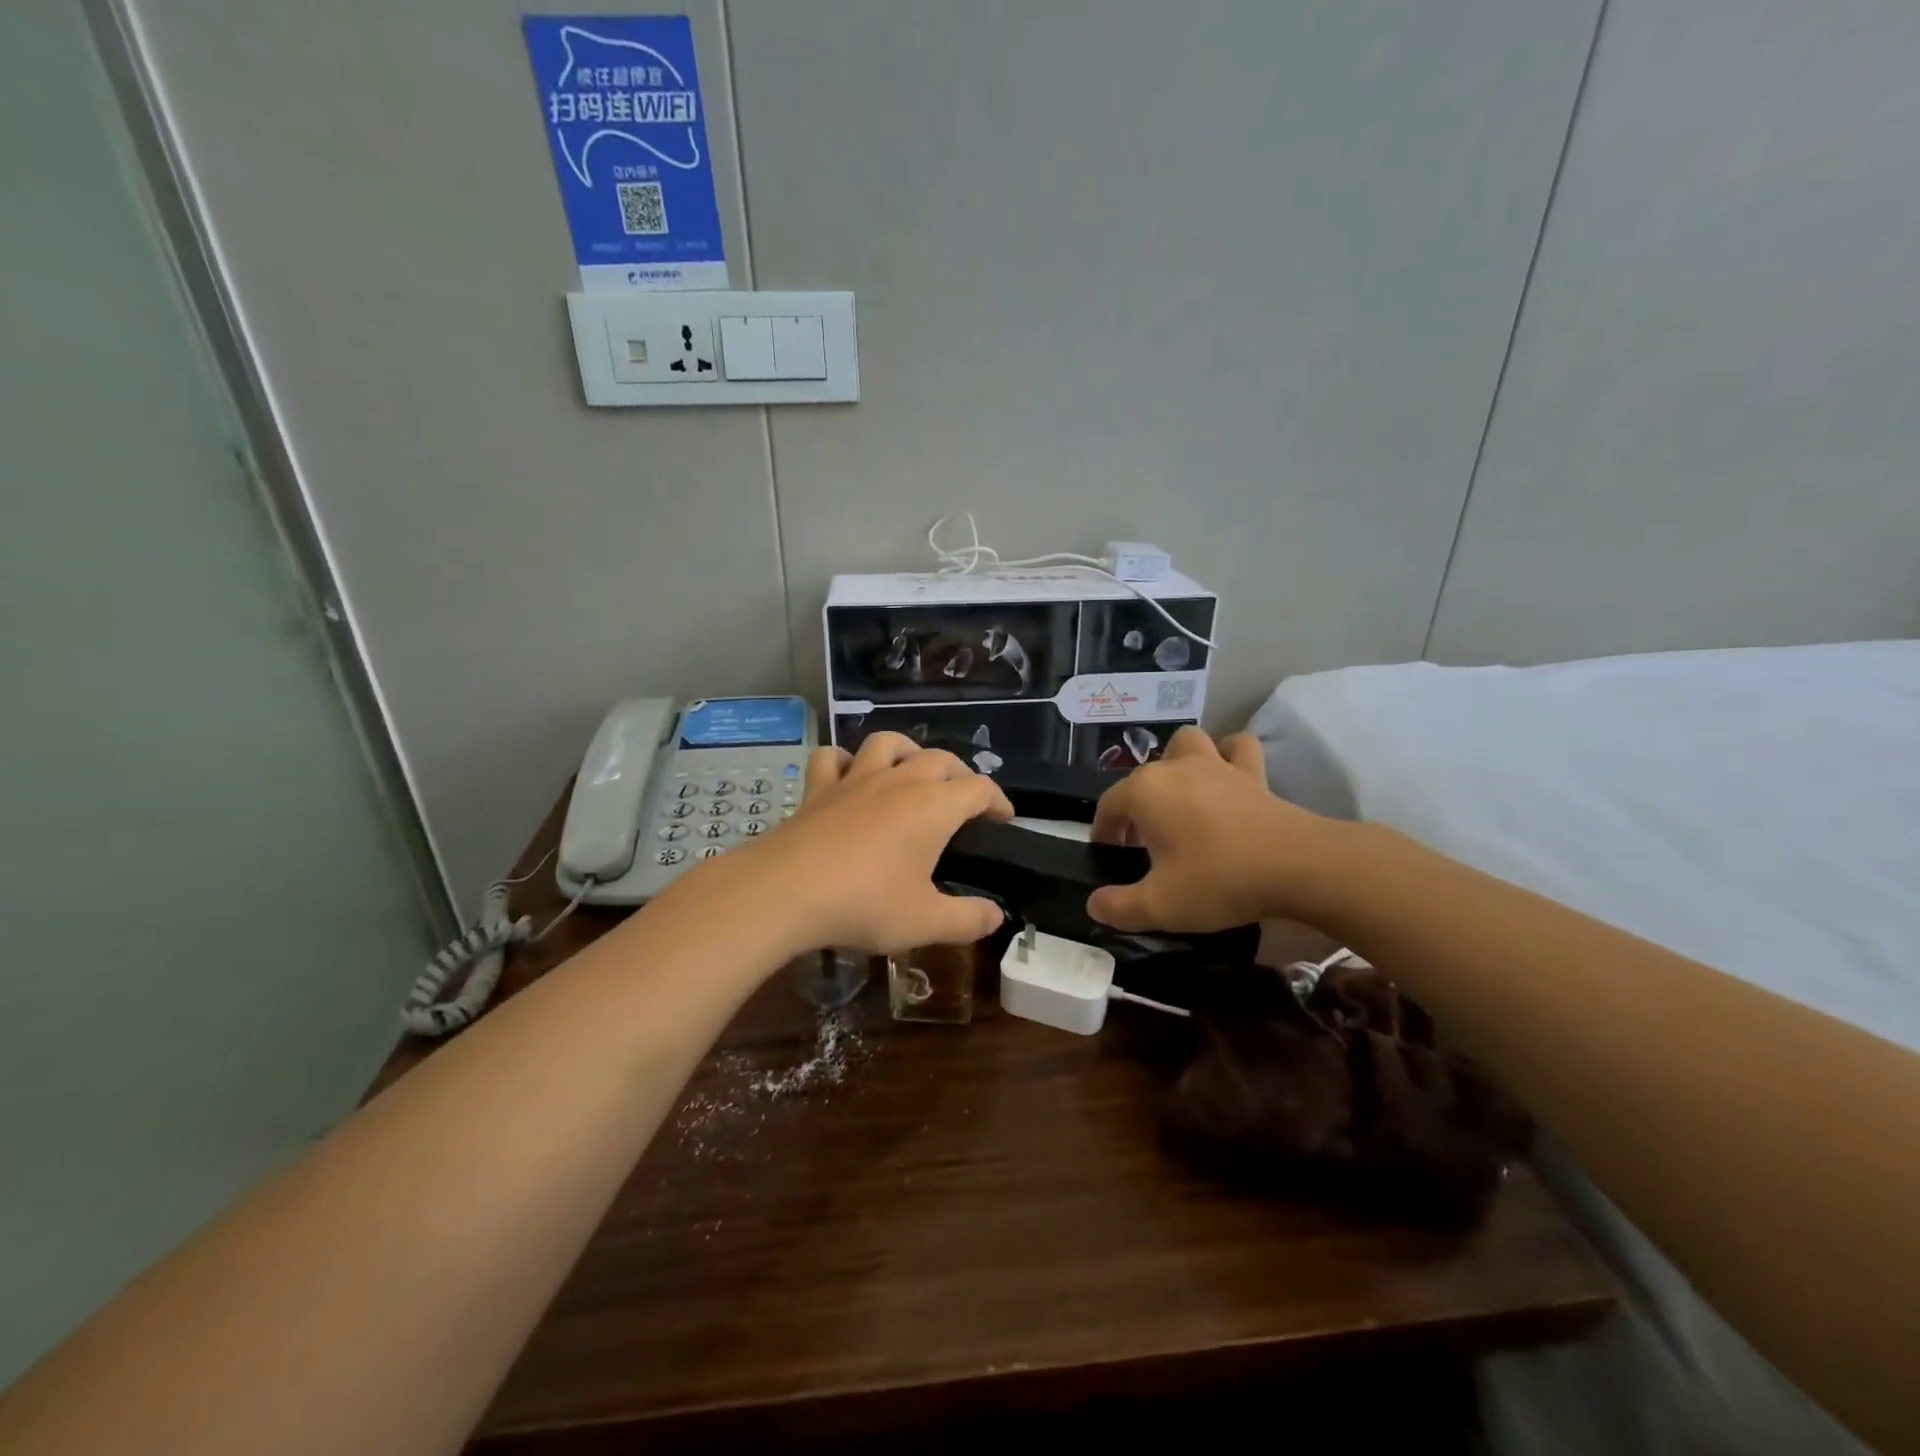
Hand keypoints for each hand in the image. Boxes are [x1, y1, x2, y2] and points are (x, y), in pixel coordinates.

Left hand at [734, 732, 1013, 955]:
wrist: (786, 891)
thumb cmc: (864, 904)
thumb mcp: (926, 922)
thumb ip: (967, 919)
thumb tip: (996, 916)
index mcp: (933, 806)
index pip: (978, 788)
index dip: (997, 799)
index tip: (1004, 817)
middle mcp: (899, 781)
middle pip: (939, 758)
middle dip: (959, 773)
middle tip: (963, 798)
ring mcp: (855, 779)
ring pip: (887, 743)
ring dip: (907, 750)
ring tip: (912, 769)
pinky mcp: (818, 788)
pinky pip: (832, 758)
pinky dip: (844, 760)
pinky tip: (847, 773)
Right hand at [1087, 726, 1336, 932]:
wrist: (1296, 866)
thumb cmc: (1218, 880)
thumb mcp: (1160, 906)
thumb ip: (1119, 906)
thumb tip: (1095, 905)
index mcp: (1145, 792)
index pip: (1109, 806)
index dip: (1103, 831)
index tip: (1109, 856)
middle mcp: (1174, 767)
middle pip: (1142, 776)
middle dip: (1136, 804)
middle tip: (1144, 841)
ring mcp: (1215, 764)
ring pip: (1186, 744)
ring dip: (1177, 762)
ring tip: (1180, 796)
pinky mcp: (1252, 772)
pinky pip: (1236, 749)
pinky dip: (1228, 756)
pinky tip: (1227, 778)